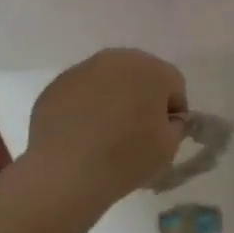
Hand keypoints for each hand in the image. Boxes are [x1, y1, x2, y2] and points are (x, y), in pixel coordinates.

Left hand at [28, 49, 188, 200]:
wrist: (64, 173)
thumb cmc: (125, 157)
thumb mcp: (168, 148)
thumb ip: (176, 126)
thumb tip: (166, 119)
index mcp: (152, 70)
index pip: (174, 85)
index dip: (173, 112)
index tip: (164, 135)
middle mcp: (118, 59)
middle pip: (140, 75)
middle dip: (143, 98)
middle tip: (137, 132)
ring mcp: (83, 69)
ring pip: (109, 80)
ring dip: (113, 99)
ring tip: (106, 133)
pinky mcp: (57, 85)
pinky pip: (82, 92)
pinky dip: (86, 106)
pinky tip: (82, 134)